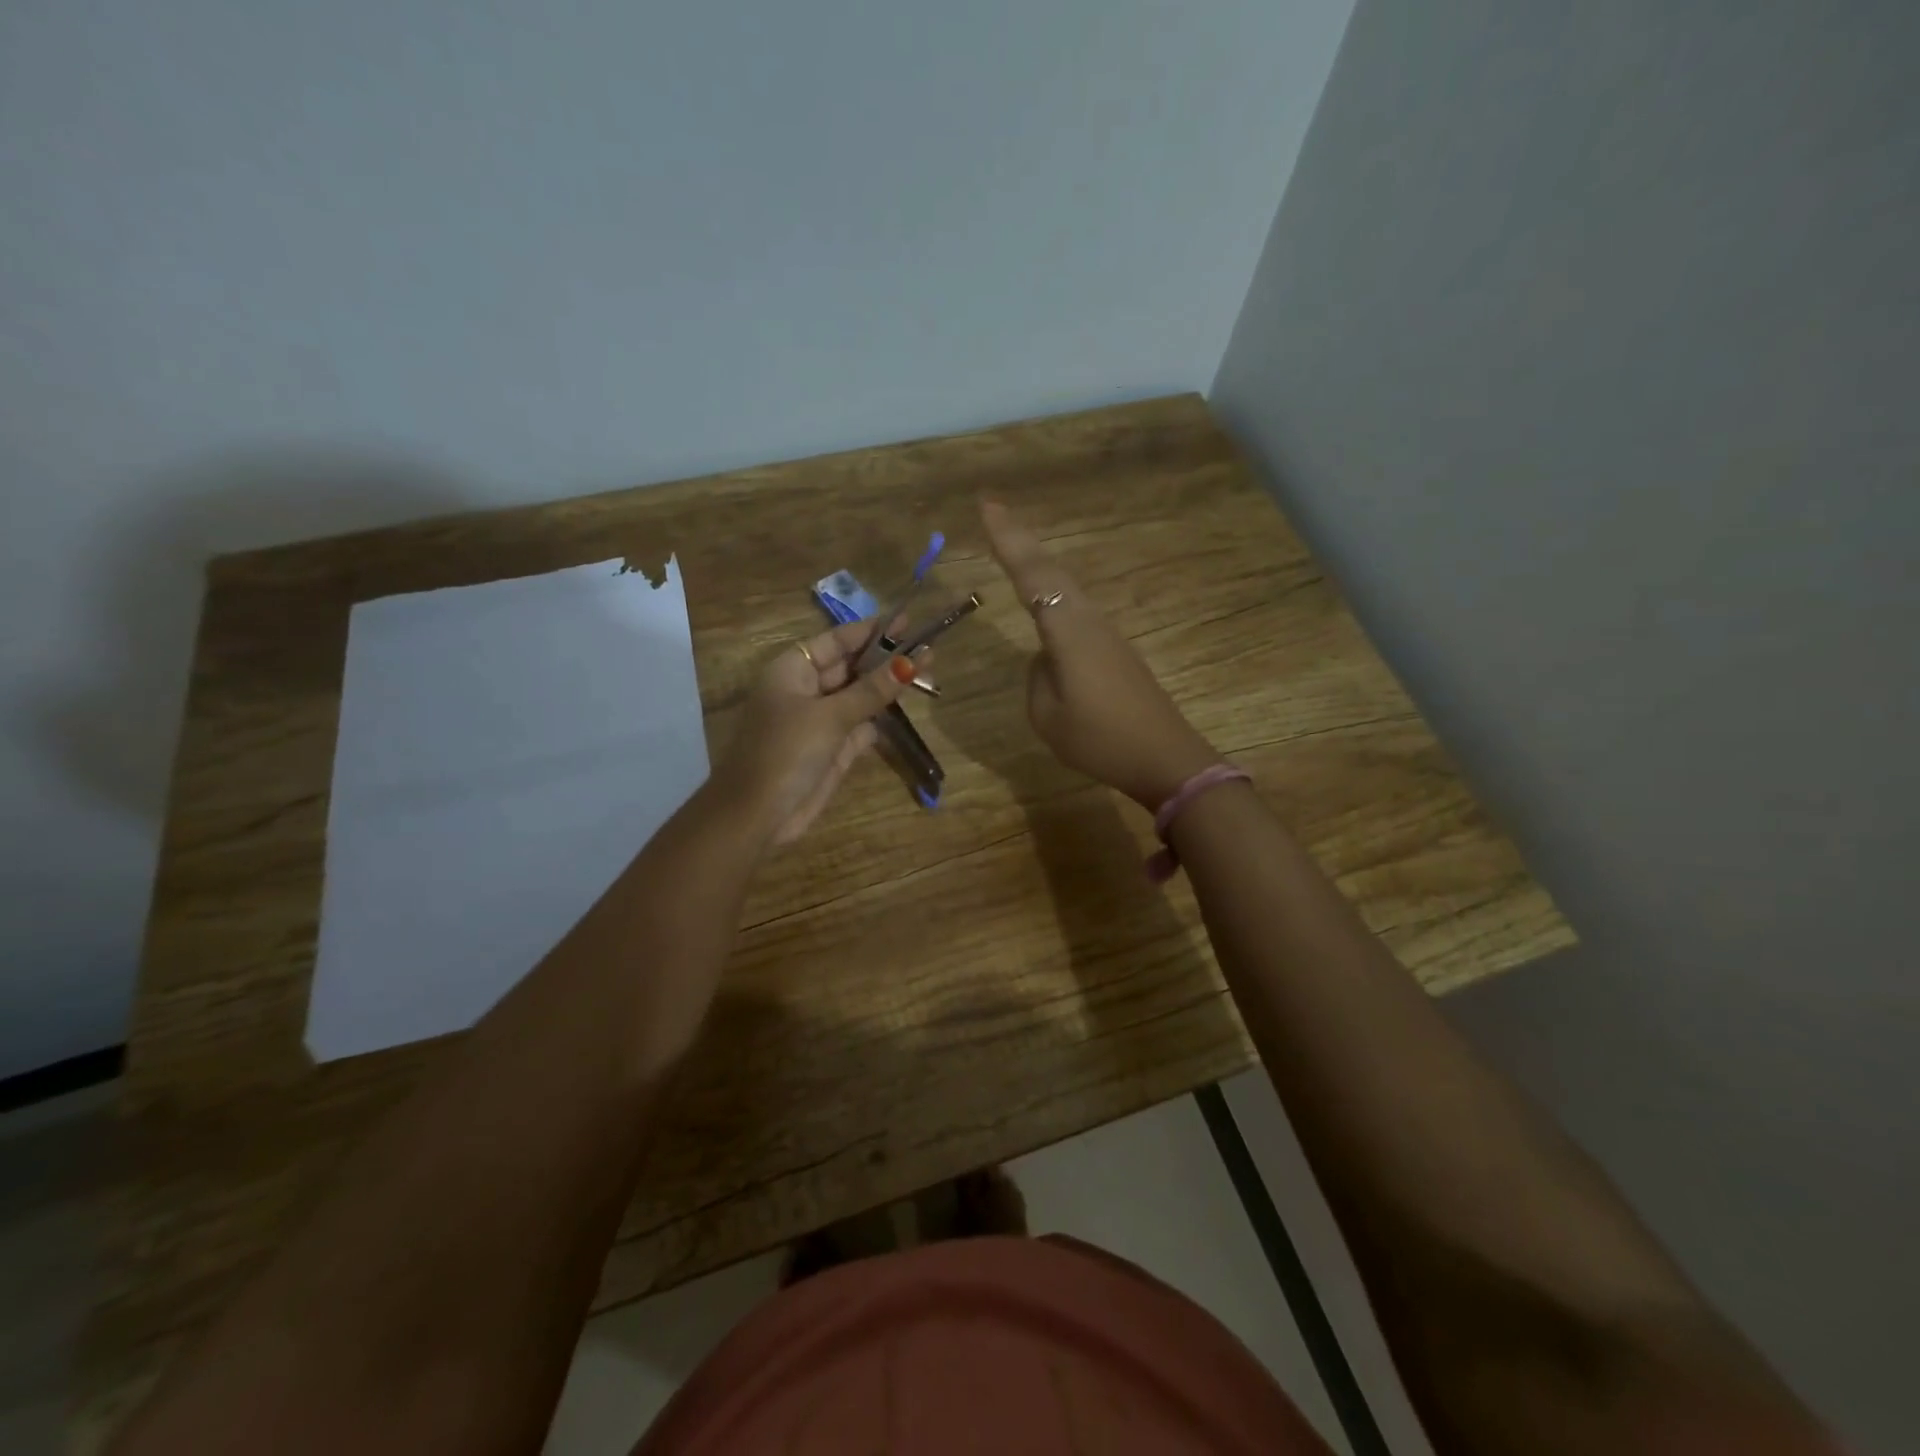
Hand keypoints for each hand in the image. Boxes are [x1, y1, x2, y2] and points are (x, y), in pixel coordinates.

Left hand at [721, 618, 919, 845]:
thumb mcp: (830, 716)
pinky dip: (879, 720)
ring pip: (859, 698)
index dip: (871, 631)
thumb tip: (910, 662)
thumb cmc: (786, 752)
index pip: (836, 641)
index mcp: (793, 670)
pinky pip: (860, 728)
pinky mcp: (831, 750)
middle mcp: (805, 690)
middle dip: (885, 660)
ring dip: (887, 690)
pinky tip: (905, 709)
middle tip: (928, 650)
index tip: (906, 623)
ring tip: (928, 676)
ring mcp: (819, 722)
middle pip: (851, 668)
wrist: (758, 814)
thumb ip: (872, 690)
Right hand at [982, 500, 1222, 809]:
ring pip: (1066, 586)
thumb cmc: (1100, 740)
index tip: (987, 506)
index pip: (1032, 576)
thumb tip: (1045, 659)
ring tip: (1012, 546)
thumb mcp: (1049, 718)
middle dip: (1021, 540)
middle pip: (1052, 570)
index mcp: (1068, 632)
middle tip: (993, 511)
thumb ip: (1038, 679)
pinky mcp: (1115, 649)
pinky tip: (1046, 598)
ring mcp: (1106, 633)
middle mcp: (1089, 620)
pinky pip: (1076, 609)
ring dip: (1038, 564)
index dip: (1008, 540)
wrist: (1165, 757)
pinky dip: (1054, 592)